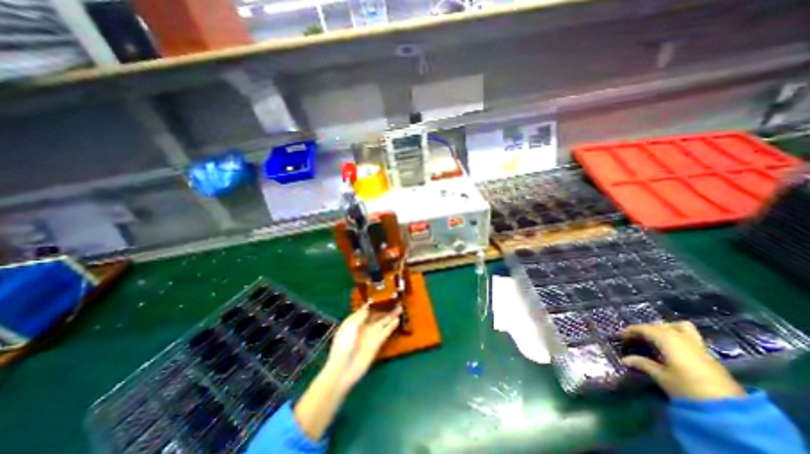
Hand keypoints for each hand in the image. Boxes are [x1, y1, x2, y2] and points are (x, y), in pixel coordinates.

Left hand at [321, 304, 400, 393]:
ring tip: (400, 307)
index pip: (367, 309)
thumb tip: (369, 305)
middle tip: (395, 299)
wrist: (343, 369)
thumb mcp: (350, 326)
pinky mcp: (377, 343)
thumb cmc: (343, 345)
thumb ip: (361, 315)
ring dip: (391, 315)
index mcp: (355, 320)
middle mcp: (365, 326)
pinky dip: (392, 326)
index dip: (374, 302)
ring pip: (383, 322)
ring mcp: (371, 334)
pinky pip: (386, 332)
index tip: (382, 294)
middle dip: (385, 308)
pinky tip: (398, 319)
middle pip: (377, 314)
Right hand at [621, 321, 745, 398]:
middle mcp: (681, 338)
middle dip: (645, 329)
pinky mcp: (708, 355)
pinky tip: (671, 348)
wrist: (731, 411)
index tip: (620, 336)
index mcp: (667, 339)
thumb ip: (643, 364)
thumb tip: (625, 359)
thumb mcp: (661, 377)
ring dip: (665, 328)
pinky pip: (688, 336)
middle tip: (635, 338)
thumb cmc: (688, 388)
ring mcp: (697, 345)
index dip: (630, 331)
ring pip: (679, 327)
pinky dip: (676, 336)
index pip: (644, 328)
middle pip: (659, 326)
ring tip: (656, 337)